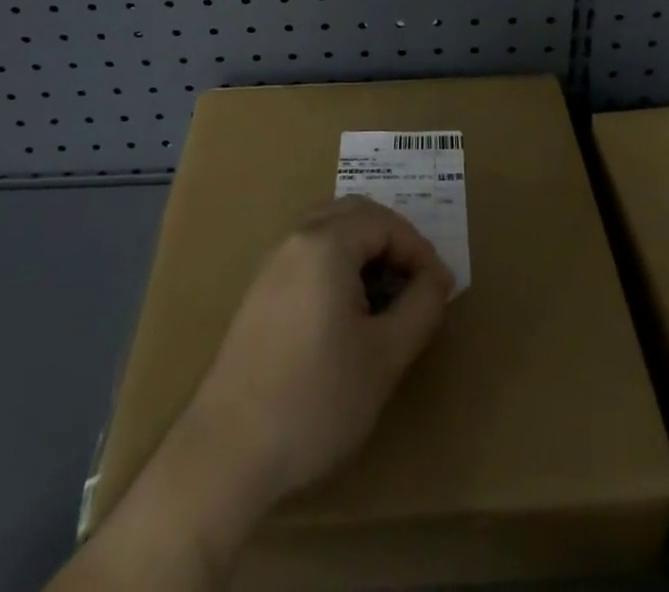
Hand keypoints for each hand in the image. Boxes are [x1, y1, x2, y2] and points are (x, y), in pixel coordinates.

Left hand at [186, 195, 453, 506]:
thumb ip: (421, 307)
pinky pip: (308, 255)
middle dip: (392, 240)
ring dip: (364, 251)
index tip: (441, 290)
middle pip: (354, 214)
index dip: (420, 250)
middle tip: (417, 282)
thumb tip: (437, 279)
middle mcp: (295, 240)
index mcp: (325, 244)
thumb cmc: (316, 400)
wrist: (227, 453)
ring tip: (387, 297)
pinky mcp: (259, 294)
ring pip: (329, 231)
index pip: (385, 222)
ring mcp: (271, 265)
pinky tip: (348, 313)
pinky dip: (338, 266)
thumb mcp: (385, 356)